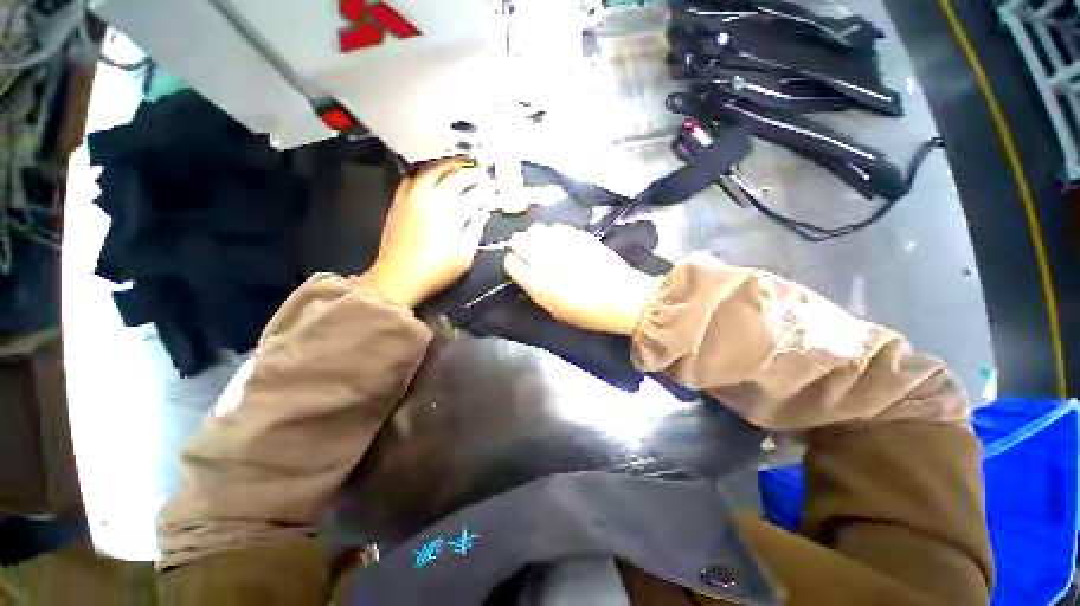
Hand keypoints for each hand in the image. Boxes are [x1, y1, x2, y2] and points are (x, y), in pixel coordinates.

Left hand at [360, 160, 491, 307]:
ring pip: (431, 170)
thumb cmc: (433, 272)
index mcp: (451, 214)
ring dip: (447, 165)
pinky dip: (421, 173)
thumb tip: (483, 213)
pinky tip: (428, 175)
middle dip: (470, 172)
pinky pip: (409, 179)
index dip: (486, 187)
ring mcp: (412, 198)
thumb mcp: (463, 257)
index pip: (474, 192)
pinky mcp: (398, 202)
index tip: (492, 186)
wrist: (396, 278)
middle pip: (454, 176)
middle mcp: (432, 200)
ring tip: (456, 165)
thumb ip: (475, 230)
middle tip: (479, 173)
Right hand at [503, 224, 662, 334]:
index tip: (519, 265)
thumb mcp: (556, 310)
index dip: (514, 263)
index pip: (511, 262)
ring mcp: (562, 244)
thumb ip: (537, 291)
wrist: (623, 299)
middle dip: (521, 244)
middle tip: (528, 250)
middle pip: (519, 240)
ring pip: (536, 229)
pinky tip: (561, 240)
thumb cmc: (589, 313)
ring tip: (545, 243)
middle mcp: (545, 260)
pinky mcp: (578, 235)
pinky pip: (557, 227)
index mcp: (537, 284)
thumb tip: (527, 276)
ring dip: (537, 236)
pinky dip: (556, 233)